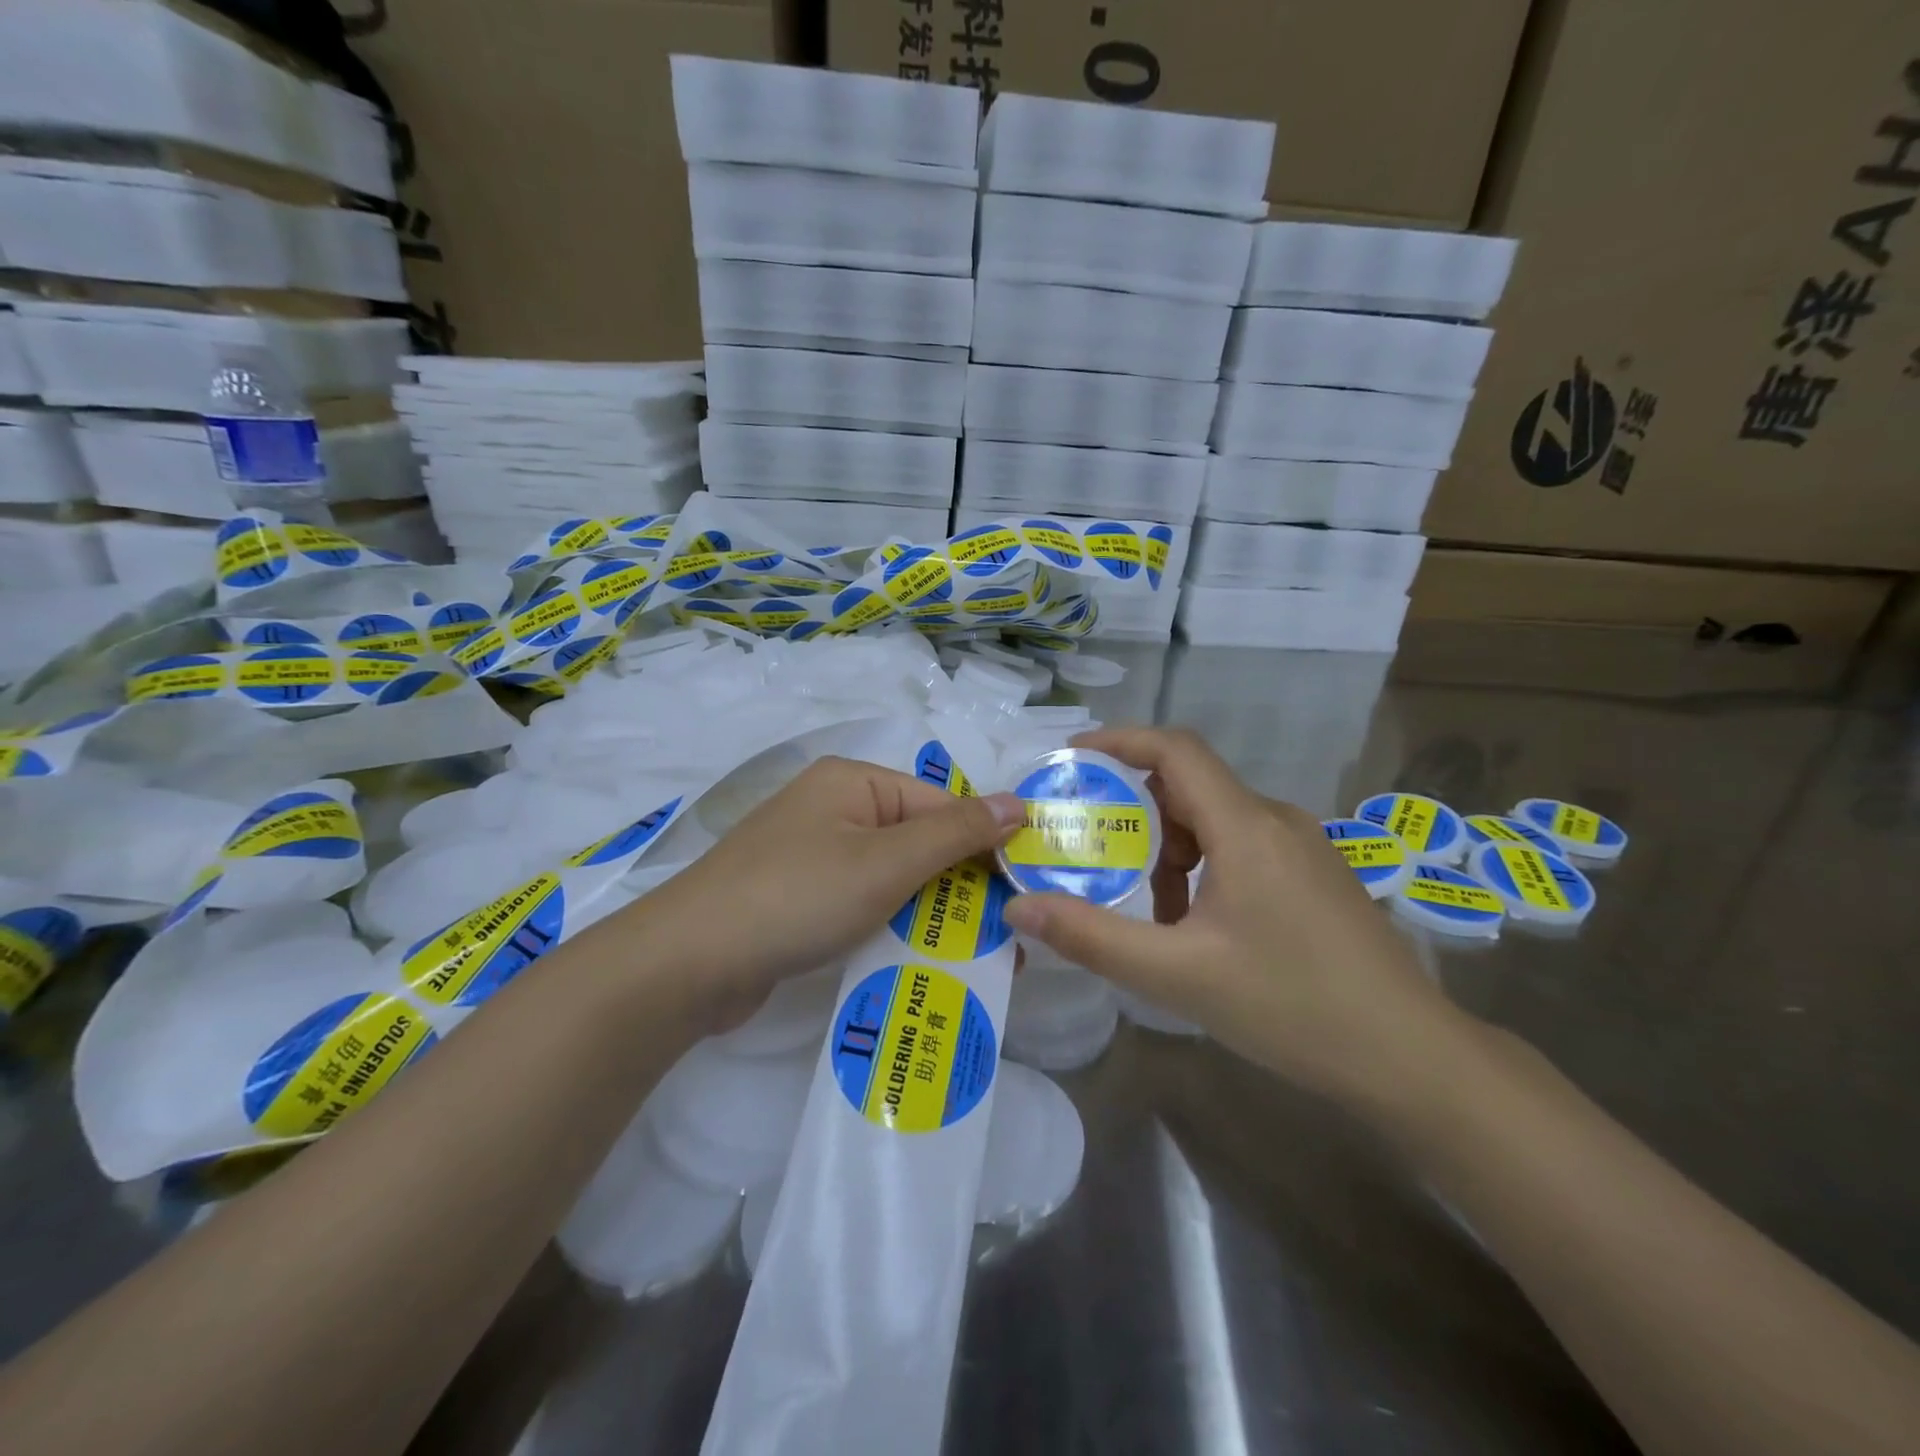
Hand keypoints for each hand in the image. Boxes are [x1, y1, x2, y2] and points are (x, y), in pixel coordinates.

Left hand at [631, 756, 1023, 1031]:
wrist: (686, 963)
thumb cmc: (797, 898)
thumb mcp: (886, 863)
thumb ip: (955, 833)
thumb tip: (1019, 803)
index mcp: (853, 782)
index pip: (940, 804)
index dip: (982, 847)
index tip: (1020, 896)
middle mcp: (833, 808)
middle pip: (917, 841)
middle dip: (958, 888)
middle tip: (1003, 937)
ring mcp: (812, 854)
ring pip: (891, 877)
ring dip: (928, 913)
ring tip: (971, 957)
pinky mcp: (798, 897)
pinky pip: (861, 902)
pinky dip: (890, 926)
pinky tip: (915, 960)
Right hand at [1000, 727, 1466, 1110]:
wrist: (1411, 1058)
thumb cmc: (1292, 1007)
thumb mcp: (1177, 975)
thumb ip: (1091, 937)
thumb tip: (1017, 907)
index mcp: (1246, 827)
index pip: (1175, 750)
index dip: (1119, 741)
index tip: (1069, 758)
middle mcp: (1276, 821)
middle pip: (1189, 787)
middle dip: (1133, 813)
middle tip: (1089, 848)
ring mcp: (1302, 848)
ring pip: (1214, 821)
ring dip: (1168, 851)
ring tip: (1143, 909)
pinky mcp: (1314, 876)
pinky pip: (1241, 848)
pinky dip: (1201, 869)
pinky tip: (1194, 927)